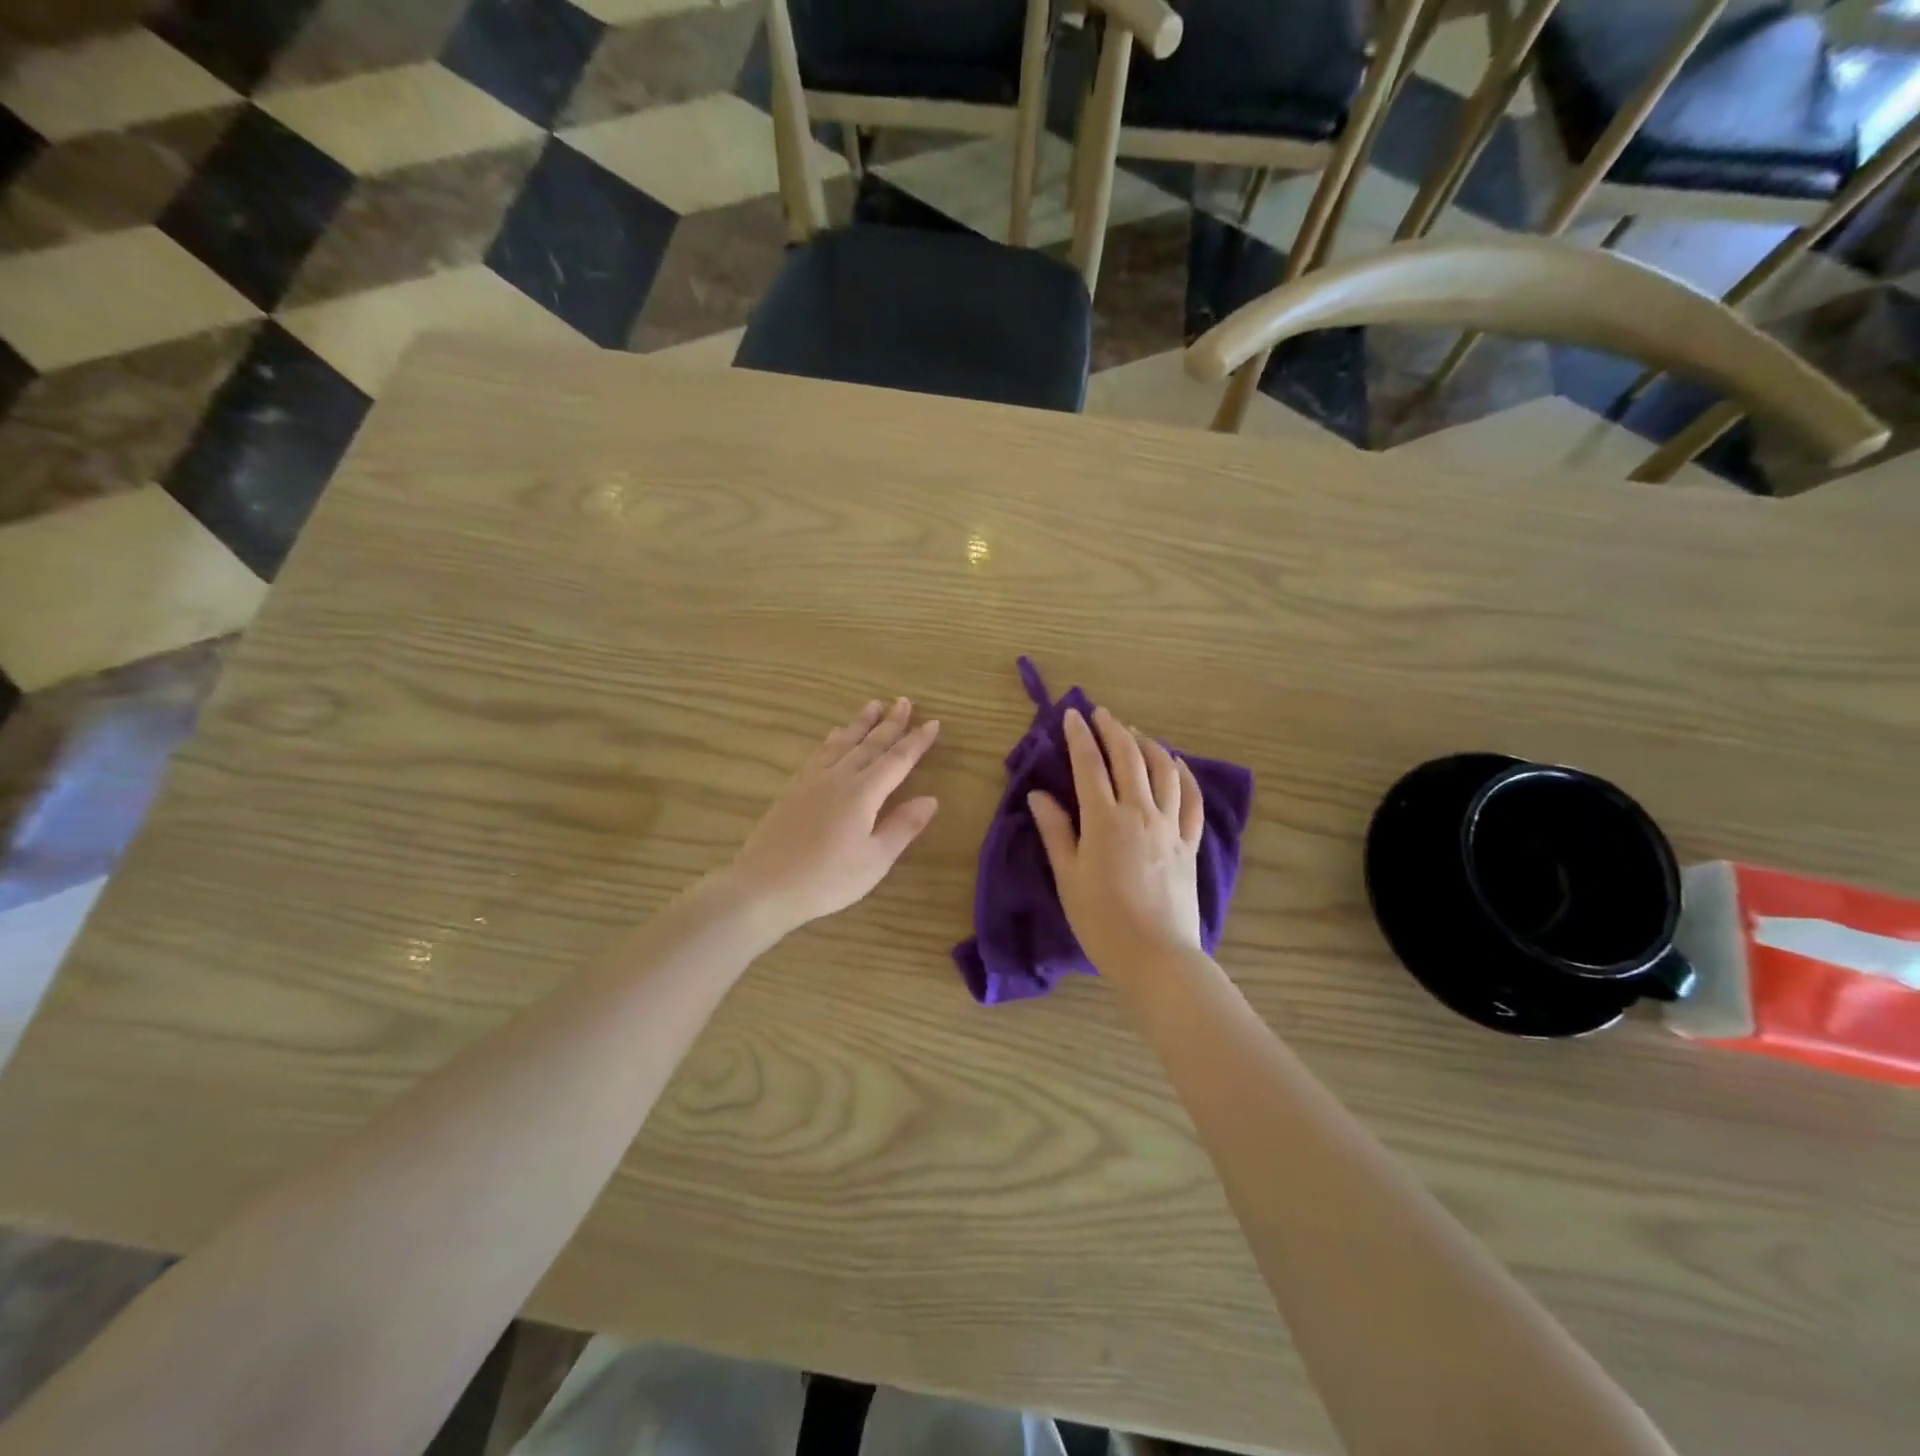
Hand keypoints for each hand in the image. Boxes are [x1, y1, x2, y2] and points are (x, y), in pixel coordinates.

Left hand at [726, 697, 940, 934]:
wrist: (764, 885)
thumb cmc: (827, 879)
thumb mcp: (875, 860)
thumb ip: (903, 827)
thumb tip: (931, 799)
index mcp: (863, 793)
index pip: (897, 760)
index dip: (917, 742)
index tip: (933, 723)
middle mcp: (839, 777)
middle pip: (870, 744)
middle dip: (891, 723)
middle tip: (905, 701)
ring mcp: (812, 780)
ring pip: (842, 742)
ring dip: (860, 722)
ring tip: (873, 704)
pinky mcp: (793, 788)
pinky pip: (819, 752)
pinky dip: (833, 738)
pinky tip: (834, 735)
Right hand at [1029, 705, 1203, 978]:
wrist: (1156, 957)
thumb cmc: (1102, 921)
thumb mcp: (1068, 877)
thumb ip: (1056, 831)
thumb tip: (1038, 794)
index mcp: (1105, 820)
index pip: (1090, 765)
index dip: (1080, 736)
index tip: (1072, 715)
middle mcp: (1140, 813)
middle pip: (1129, 758)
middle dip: (1114, 730)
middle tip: (1101, 713)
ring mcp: (1170, 826)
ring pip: (1164, 771)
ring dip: (1148, 745)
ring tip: (1134, 734)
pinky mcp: (1189, 843)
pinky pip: (1192, 800)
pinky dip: (1185, 775)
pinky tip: (1177, 764)